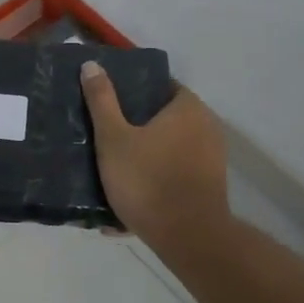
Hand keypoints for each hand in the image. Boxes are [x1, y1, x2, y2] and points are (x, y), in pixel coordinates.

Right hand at [81, 61, 229, 244]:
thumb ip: (102, 101)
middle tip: (104, 133)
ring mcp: (212, 157)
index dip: (133, 90)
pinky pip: (176, 172)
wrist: (188, 237)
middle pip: (165, 116)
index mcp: (188, 108)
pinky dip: (156, 177)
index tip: (108, 102)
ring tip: (113, 164)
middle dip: (137, 125)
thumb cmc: (148, 180)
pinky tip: (130, 193)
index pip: (161, 84)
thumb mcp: (114, 139)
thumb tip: (92, 65)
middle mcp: (207, 126)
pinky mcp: (209, 185)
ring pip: (169, 147)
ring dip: (145, 154)